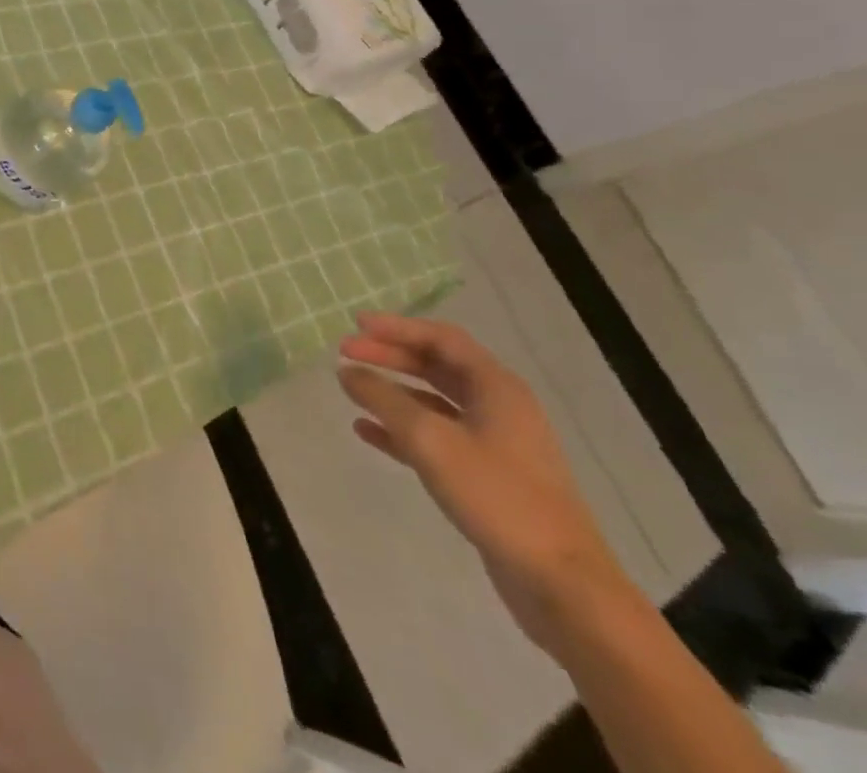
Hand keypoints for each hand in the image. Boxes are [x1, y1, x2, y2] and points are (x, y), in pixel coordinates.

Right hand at [338, 312, 628, 651]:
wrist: (562, 585)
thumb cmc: (497, 497)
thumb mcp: (429, 440)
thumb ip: (384, 399)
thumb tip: (347, 371)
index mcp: (497, 389)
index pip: (441, 338)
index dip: (397, 327)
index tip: (355, 324)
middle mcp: (500, 408)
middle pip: (437, 366)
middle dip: (390, 356)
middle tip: (346, 353)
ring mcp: (497, 444)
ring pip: (435, 402)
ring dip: (393, 391)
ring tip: (352, 389)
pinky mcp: (488, 476)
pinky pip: (436, 437)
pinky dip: (401, 429)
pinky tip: (367, 432)